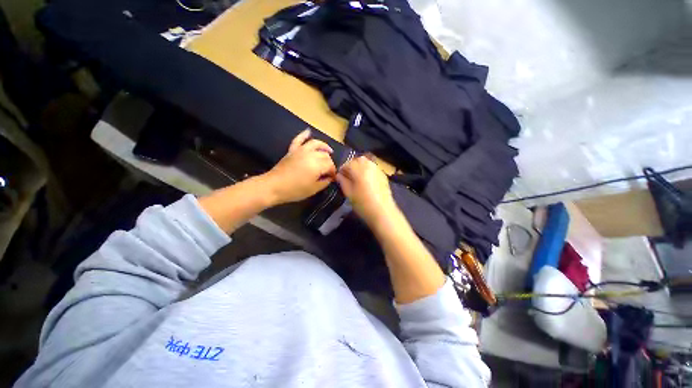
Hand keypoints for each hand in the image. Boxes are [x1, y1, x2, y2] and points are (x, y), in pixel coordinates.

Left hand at [262, 130, 336, 204]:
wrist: (273, 186)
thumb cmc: (295, 190)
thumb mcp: (314, 189)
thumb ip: (325, 182)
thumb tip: (330, 177)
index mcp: (317, 165)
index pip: (330, 165)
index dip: (333, 172)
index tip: (332, 178)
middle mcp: (311, 154)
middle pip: (325, 155)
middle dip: (329, 162)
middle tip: (329, 171)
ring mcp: (301, 150)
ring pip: (316, 144)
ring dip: (324, 146)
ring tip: (329, 150)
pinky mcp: (292, 150)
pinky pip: (299, 139)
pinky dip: (304, 134)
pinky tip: (309, 131)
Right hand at [336, 155, 398, 227]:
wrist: (383, 212)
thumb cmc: (363, 204)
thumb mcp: (349, 194)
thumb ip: (343, 182)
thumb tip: (338, 175)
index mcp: (359, 169)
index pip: (347, 164)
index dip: (342, 170)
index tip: (340, 178)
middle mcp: (369, 166)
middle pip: (358, 160)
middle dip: (352, 166)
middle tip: (348, 177)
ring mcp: (378, 169)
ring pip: (366, 162)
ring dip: (360, 167)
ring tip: (357, 179)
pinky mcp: (383, 175)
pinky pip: (373, 167)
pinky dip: (368, 170)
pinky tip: (366, 181)